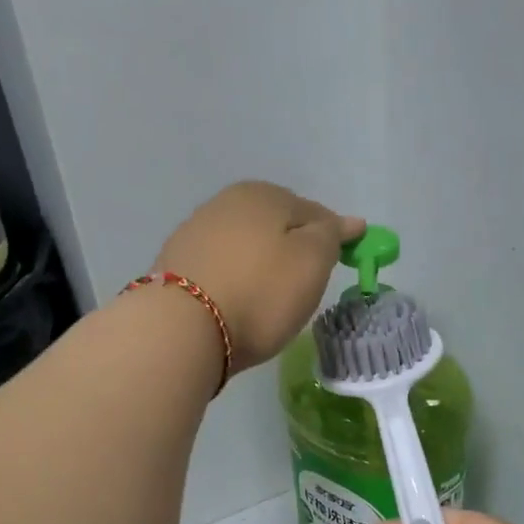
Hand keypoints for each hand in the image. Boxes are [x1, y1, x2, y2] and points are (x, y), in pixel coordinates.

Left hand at [152, 182, 363, 372]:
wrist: (181, 329)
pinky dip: (233, 279)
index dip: (331, 236)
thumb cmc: (260, 292)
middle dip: (291, 248)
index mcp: (263, 194)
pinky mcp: (175, 267)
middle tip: (304, 283)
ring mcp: (194, 233)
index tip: (341, 261)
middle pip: (274, 225)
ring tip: (268, 297)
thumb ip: (332, 235)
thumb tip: (348, 221)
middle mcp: (225, 203)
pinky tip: (236, 301)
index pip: (312, 211)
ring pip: (244, 246)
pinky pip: (220, 268)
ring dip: (259, 264)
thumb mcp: (313, 261)